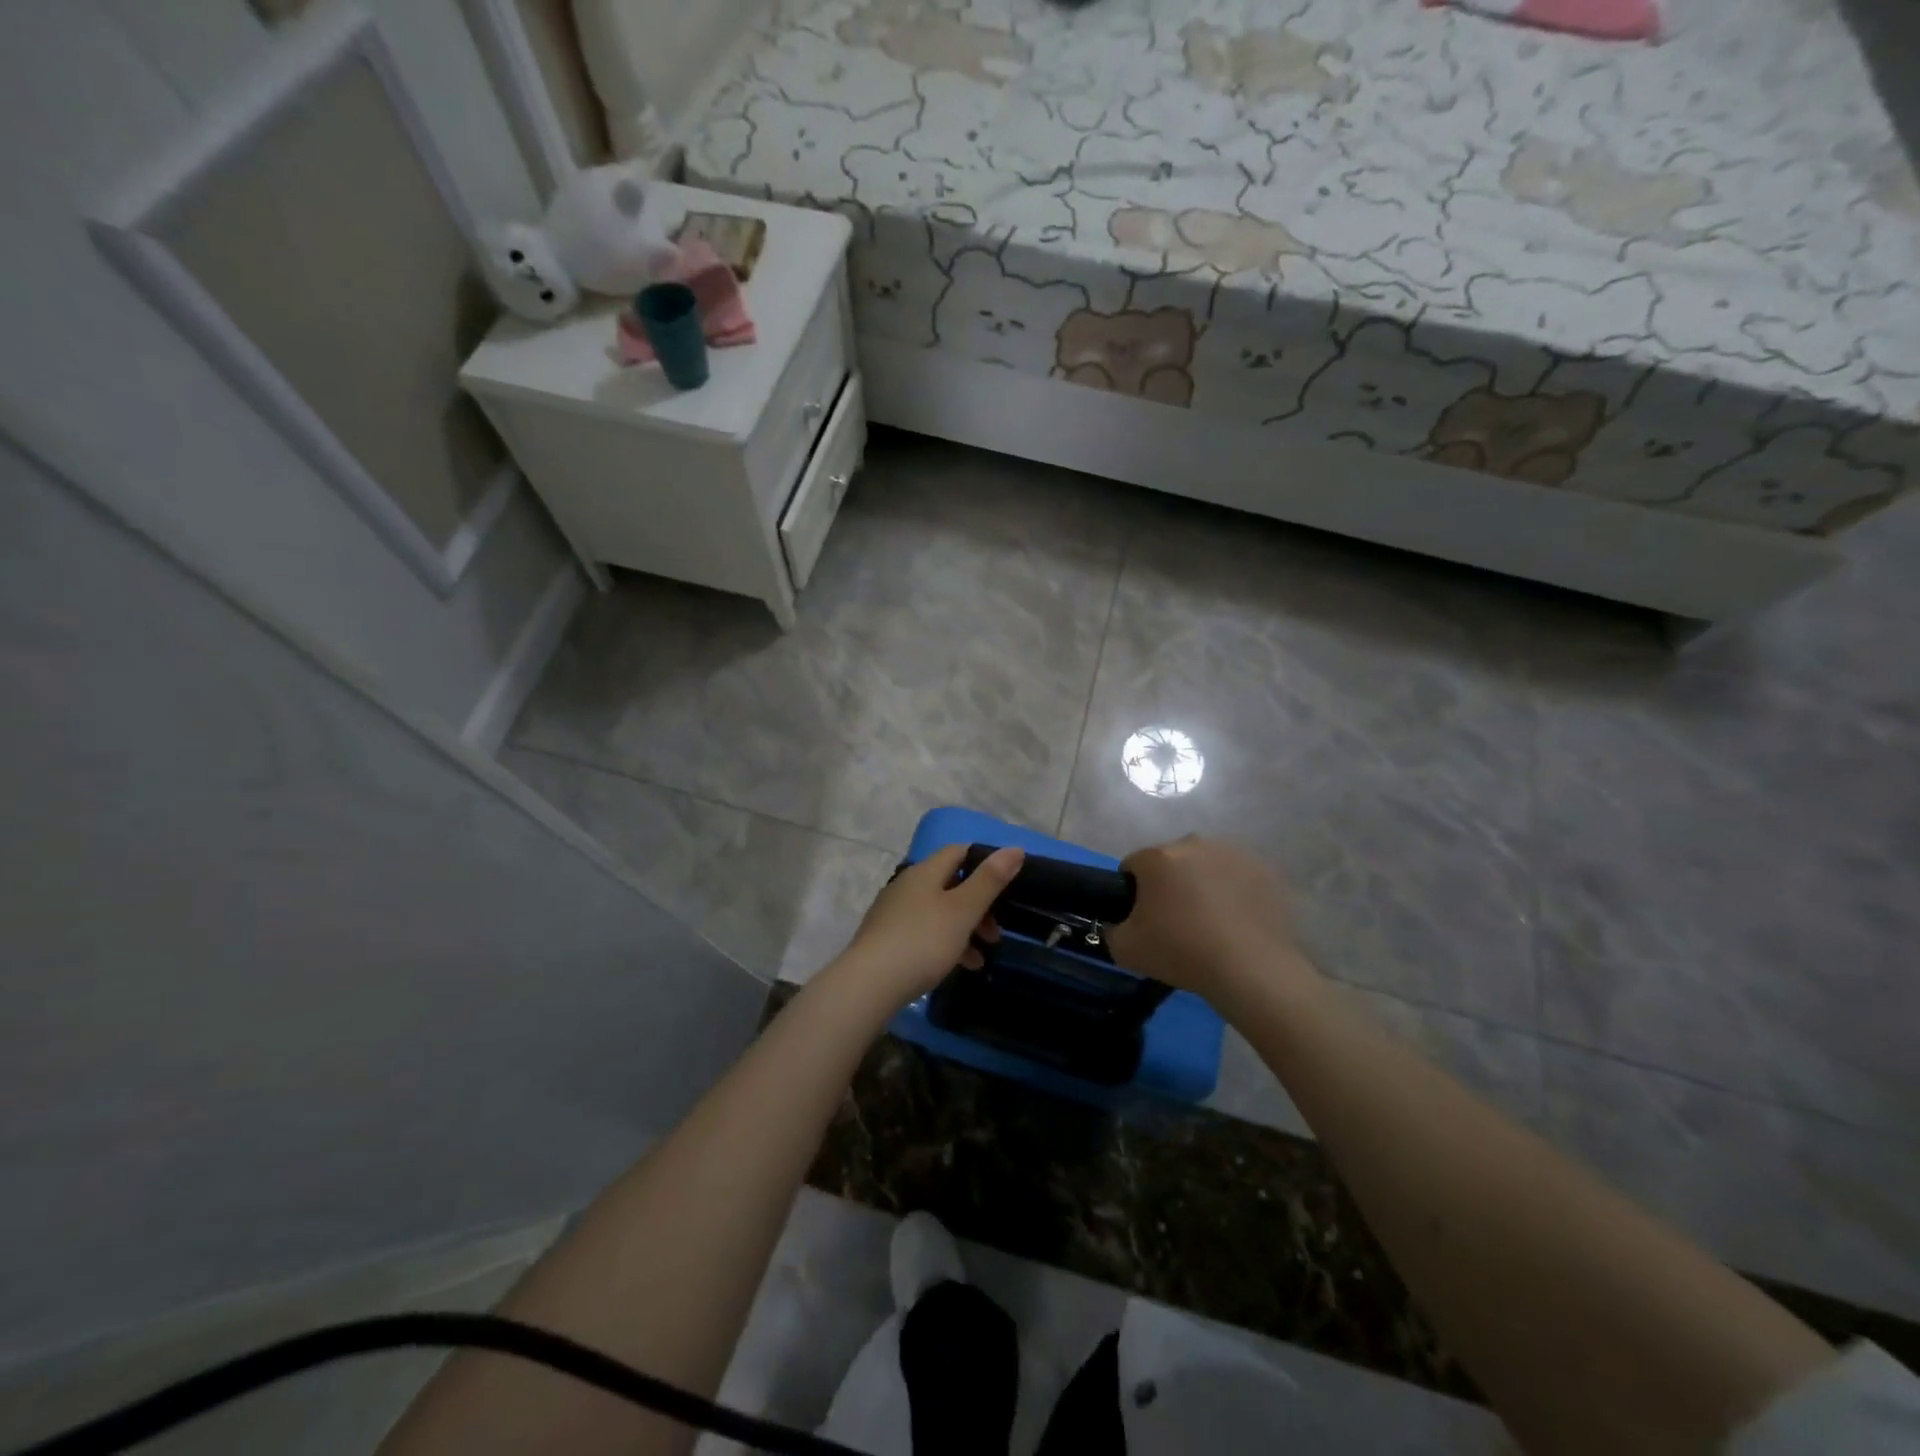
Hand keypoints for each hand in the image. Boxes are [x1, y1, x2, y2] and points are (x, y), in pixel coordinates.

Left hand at [832, 843, 1025, 1008]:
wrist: (869, 984)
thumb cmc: (923, 941)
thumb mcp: (963, 910)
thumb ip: (989, 880)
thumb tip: (1014, 848)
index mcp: (925, 871)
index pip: (958, 851)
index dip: (984, 862)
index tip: (1006, 885)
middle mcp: (907, 885)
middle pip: (950, 884)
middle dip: (978, 905)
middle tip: (996, 932)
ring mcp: (894, 912)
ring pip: (938, 911)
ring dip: (965, 929)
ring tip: (982, 955)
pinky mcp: (886, 938)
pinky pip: (924, 933)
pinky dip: (946, 944)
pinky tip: (960, 966)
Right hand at [1106, 836, 1314, 1004]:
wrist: (1252, 970)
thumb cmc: (1182, 952)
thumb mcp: (1125, 950)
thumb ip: (1111, 930)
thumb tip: (1116, 925)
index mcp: (1158, 857)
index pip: (1132, 866)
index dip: (1132, 893)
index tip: (1142, 920)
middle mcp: (1194, 844)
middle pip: (1171, 862)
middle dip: (1169, 885)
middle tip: (1176, 923)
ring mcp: (1234, 853)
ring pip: (1206, 866)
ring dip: (1202, 885)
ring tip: (1211, 924)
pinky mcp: (1265, 870)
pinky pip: (1237, 878)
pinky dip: (1234, 893)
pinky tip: (1237, 923)